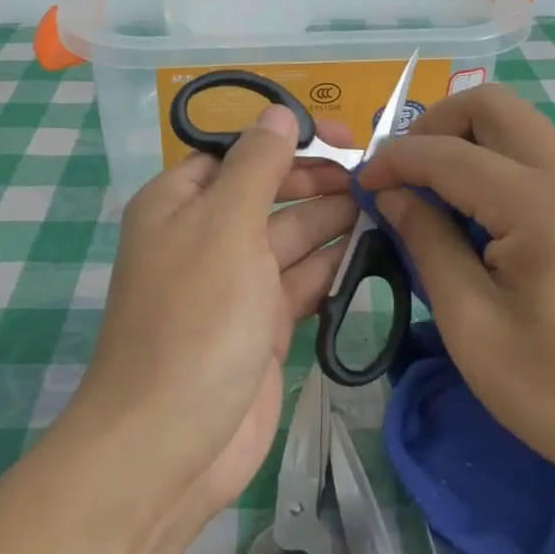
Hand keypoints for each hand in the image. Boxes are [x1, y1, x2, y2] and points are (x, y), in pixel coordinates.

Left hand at [74, 106, 357, 526]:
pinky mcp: (260, 325)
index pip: (239, 152)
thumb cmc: (195, 317)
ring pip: (290, 236)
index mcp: (180, 201)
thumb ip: (257, 164)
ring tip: (385, 206)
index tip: (341, 136)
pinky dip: (331, 266)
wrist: (170, 441)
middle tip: (373, 178)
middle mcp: (205, 235)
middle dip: (316, 181)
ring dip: (332, 220)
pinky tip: (372, 250)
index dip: (287, 138)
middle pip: (269, 191)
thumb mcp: (225, 224)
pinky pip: (300, 281)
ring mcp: (234, 282)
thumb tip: (278, 112)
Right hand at [358, 84, 554, 491]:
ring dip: (468, 143)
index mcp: (543, 205)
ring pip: (520, 126)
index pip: (449, 153)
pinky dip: (499, 164)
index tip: (362, 184)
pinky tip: (482, 217)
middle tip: (403, 175)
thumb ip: (427, 242)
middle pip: (493, 105)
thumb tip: (392, 194)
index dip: (394, 161)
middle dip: (435, 127)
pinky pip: (542, 157)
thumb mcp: (472, 325)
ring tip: (435, 196)